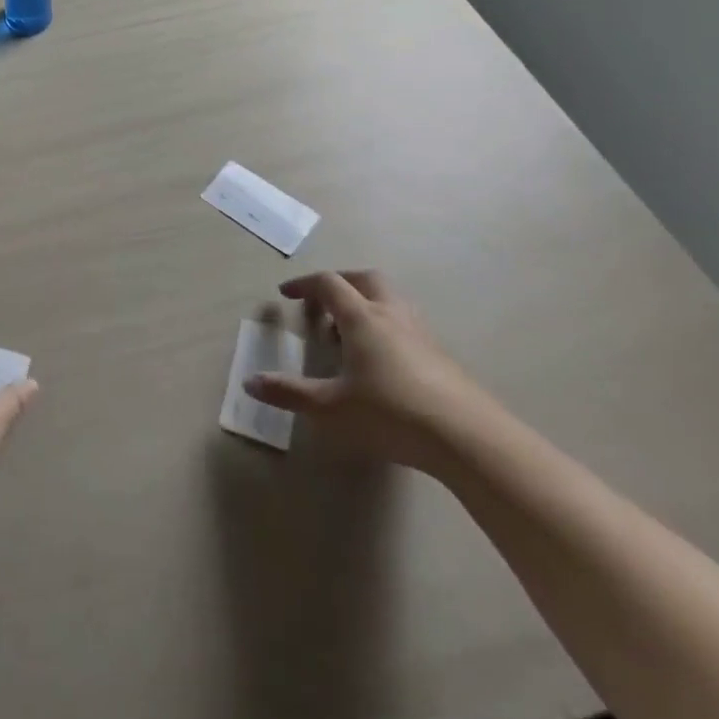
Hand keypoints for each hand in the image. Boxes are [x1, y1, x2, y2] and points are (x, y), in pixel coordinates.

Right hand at [244, 271, 492, 471]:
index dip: (304, 284)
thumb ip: (290, 393)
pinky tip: (380, 360)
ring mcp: (421, 333)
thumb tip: (250, 382)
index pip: (329, 284)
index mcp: (362, 318)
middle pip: (365, 280)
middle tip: (321, 304)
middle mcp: (392, 315)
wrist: (469, 438)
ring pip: (390, 300)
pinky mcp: (441, 356)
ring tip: (348, 333)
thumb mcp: (331, 408)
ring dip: (365, 304)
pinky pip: (406, 324)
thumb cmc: (391, 414)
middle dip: (339, 284)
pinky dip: (385, 327)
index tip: (285, 294)